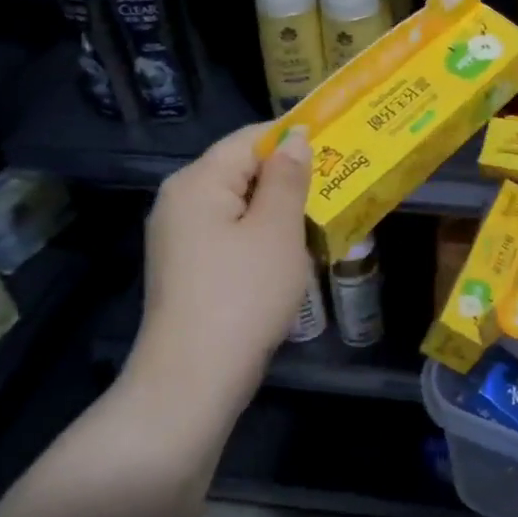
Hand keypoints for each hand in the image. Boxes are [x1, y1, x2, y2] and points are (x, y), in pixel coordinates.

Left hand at [133, 122, 313, 408]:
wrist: (193, 379)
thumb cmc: (243, 295)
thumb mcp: (277, 230)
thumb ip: (287, 178)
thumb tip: (294, 137)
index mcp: (197, 182)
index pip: (249, 139)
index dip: (292, 137)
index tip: (337, 143)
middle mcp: (179, 201)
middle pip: (241, 170)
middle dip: (288, 176)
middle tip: (338, 184)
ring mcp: (179, 238)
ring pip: (239, 205)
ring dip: (278, 209)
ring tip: (322, 216)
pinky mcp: (187, 268)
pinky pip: (230, 234)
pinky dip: (261, 235)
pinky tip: (290, 252)